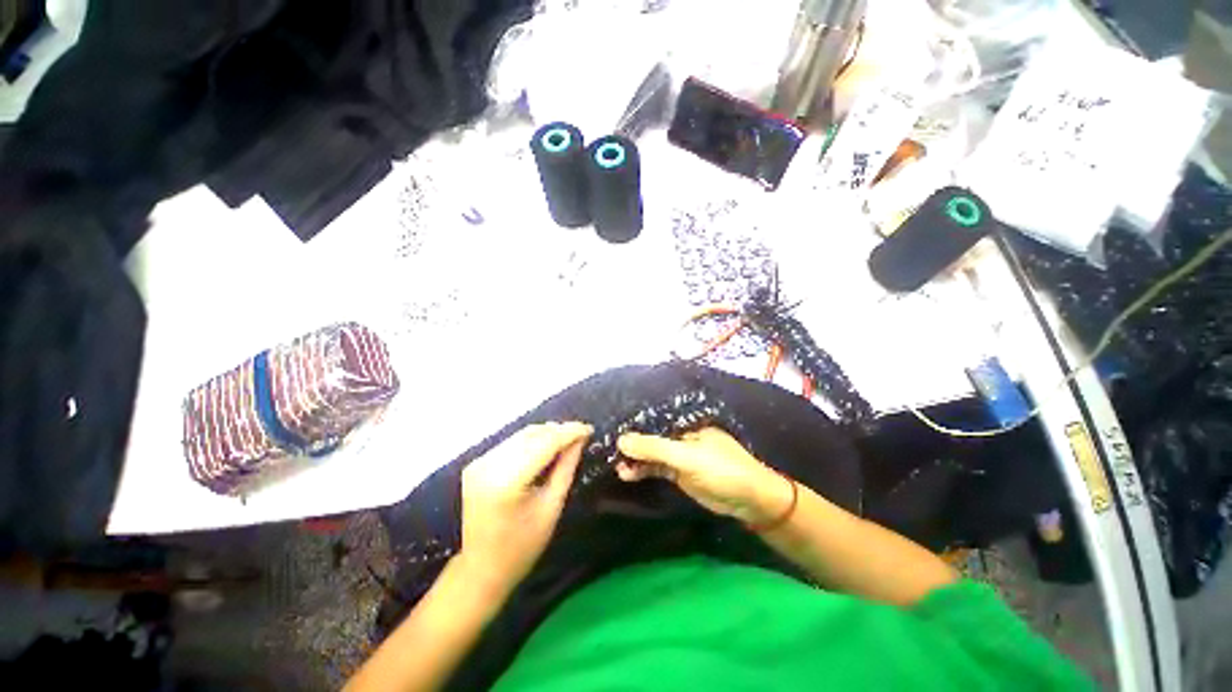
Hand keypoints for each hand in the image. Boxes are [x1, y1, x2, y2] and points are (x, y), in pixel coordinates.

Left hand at [458, 422, 590, 593]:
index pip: (545, 443)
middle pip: (532, 434)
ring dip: (546, 433)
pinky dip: (531, 441)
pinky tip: (545, 448)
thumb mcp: (552, 507)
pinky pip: (511, 443)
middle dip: (559, 430)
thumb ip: (566, 468)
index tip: (589, 429)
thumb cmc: (522, 546)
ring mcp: (479, 463)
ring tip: (566, 440)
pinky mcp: (476, 464)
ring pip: (521, 435)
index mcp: (507, 482)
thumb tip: (579, 439)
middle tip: (581, 435)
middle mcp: (489, 465)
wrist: (481, 569)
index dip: (569, 432)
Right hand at [616, 427, 793, 524]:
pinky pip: (656, 468)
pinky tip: (628, 474)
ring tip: (616, 464)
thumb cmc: (721, 469)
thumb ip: (654, 448)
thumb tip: (621, 439)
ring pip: (652, 453)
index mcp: (685, 424)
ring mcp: (679, 454)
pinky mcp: (679, 472)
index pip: (655, 419)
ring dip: (635, 459)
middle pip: (651, 436)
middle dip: (632, 442)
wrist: (749, 500)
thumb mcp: (686, 457)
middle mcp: (681, 435)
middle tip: (608, 448)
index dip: (635, 423)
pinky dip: (643, 470)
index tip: (611, 426)